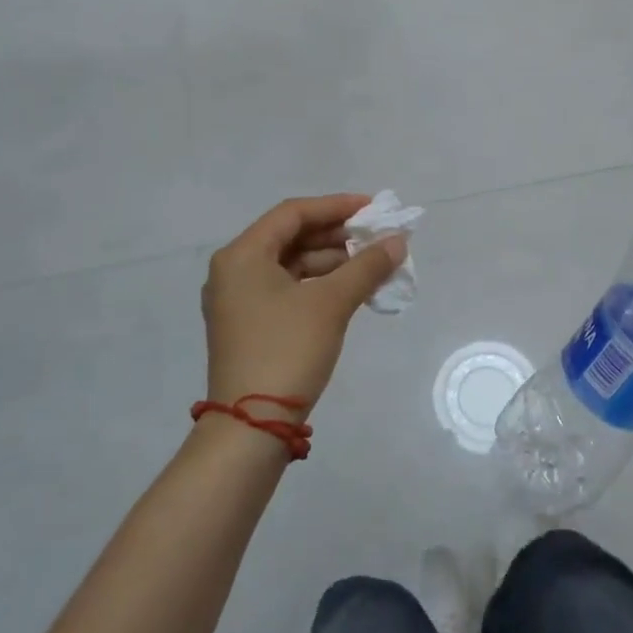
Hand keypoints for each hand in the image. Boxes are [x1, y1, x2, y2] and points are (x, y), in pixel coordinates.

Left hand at [202, 194, 405, 414]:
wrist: (252, 426)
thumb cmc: (287, 350)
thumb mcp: (331, 303)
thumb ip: (367, 266)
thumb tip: (398, 241)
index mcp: (242, 255)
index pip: (293, 214)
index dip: (336, 206)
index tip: (373, 209)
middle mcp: (234, 271)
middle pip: (291, 237)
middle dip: (338, 236)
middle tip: (377, 238)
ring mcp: (239, 300)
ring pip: (292, 265)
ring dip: (333, 262)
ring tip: (373, 266)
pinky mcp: (250, 324)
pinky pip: (288, 289)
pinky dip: (320, 285)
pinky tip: (352, 290)